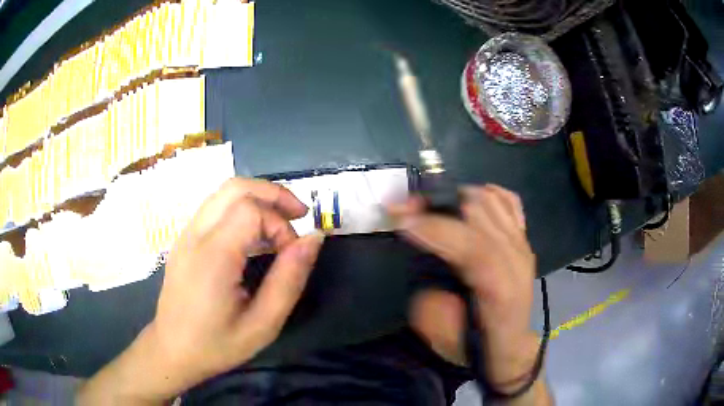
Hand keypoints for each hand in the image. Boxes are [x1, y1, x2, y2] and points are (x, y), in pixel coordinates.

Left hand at [79, 178, 323, 404]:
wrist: (172, 350)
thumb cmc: (217, 344)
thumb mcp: (263, 324)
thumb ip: (289, 279)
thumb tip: (314, 239)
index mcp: (213, 257)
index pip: (251, 210)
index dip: (280, 224)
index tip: (292, 254)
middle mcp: (195, 235)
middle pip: (236, 187)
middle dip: (273, 194)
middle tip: (298, 215)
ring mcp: (186, 233)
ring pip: (224, 192)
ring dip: (257, 198)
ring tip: (280, 222)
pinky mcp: (184, 238)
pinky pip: (215, 206)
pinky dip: (241, 207)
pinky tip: (253, 233)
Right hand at [393, 185, 543, 394]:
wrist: (509, 344)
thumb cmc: (473, 344)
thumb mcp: (439, 334)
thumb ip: (429, 295)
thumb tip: (426, 255)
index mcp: (499, 290)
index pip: (473, 248)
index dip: (436, 228)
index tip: (400, 218)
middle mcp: (517, 260)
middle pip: (480, 215)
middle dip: (436, 204)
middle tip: (405, 209)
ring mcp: (523, 245)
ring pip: (490, 202)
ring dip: (454, 197)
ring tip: (429, 207)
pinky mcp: (524, 239)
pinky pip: (509, 201)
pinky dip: (486, 193)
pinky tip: (467, 201)